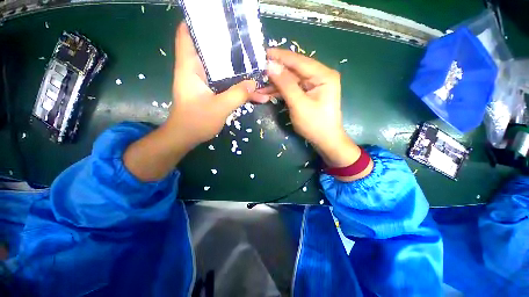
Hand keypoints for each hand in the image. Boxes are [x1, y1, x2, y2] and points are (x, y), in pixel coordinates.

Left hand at [167, 22, 257, 147]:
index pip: (187, 34)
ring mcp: (205, 81)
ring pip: (221, 67)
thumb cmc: (196, 122)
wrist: (187, 137)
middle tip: (246, 41)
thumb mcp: (219, 108)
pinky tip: (251, 87)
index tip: (217, 18)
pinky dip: (237, 83)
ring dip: (237, 67)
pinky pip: (226, 82)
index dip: (198, 22)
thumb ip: (237, 94)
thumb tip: (254, 82)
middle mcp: (196, 70)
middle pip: (210, 49)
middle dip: (227, 44)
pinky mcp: (211, 91)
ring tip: (255, 63)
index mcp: (190, 67)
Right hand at [263, 49, 371, 178]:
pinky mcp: (308, 94)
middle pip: (294, 70)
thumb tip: (270, 65)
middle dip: (276, 71)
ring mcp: (314, 85)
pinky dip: (280, 91)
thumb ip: (285, 84)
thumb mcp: (299, 104)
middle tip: (258, 70)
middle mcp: (320, 76)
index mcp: (323, 75)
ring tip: (259, 84)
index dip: (280, 57)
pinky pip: (292, 89)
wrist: (325, 141)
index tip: (263, 53)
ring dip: (276, 83)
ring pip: (291, 80)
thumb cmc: (315, 124)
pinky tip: (268, 92)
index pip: (299, 61)